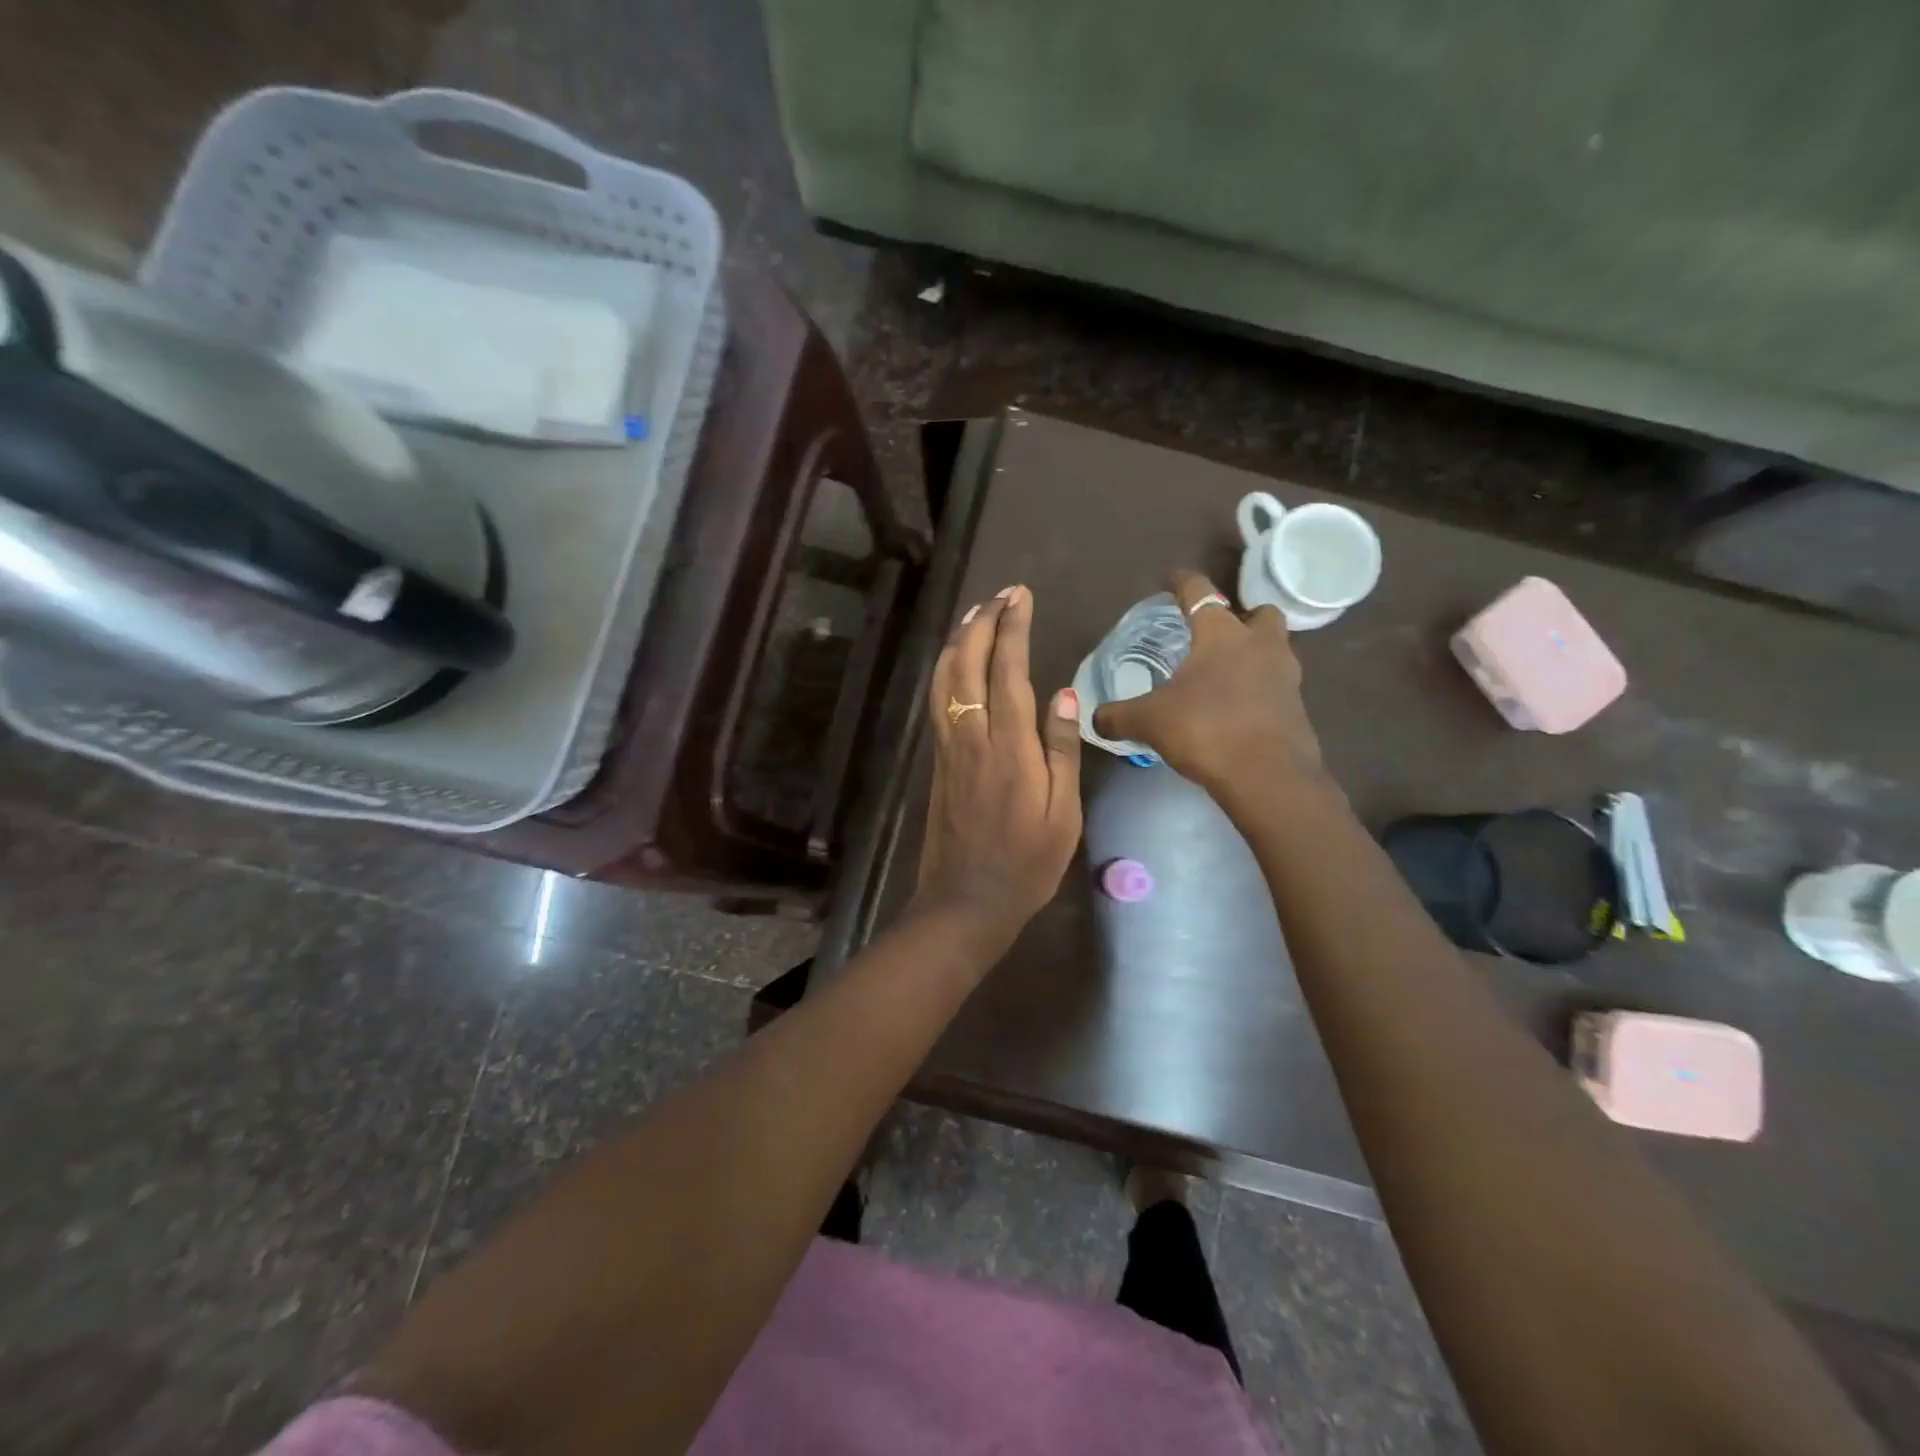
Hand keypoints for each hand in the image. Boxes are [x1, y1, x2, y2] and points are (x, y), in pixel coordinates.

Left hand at [915, 584, 1083, 949]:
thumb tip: (1064, 693)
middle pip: (968, 663)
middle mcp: (972, 735)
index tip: (1020, 597)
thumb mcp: (1062, 813)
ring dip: (958, 640)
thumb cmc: (1027, 862)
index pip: (1008, 669)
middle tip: (1001, 594)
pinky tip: (952, 662)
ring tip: (975, 613)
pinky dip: (944, 669)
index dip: (1012, 628)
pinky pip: (937, 700)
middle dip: (983, 622)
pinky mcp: (937, 759)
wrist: (967, 899)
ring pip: (944, 678)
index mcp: (1009, 746)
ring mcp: (949, 746)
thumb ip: (1061, 749)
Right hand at [1093, 570, 1324, 794]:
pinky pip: (1277, 686)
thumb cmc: (1206, 730)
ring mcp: (1286, 676)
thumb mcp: (1149, 722)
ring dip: (1254, 654)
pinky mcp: (1298, 708)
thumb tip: (1094, 718)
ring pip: (1274, 649)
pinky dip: (1259, 690)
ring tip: (1225, 675)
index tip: (1172, 579)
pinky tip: (1236, 709)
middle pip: (1260, 614)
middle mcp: (1260, 645)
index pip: (1201, 592)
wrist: (1268, 777)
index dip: (1183, 583)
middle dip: (1242, 617)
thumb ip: (1118, 716)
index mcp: (1222, 634)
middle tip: (1217, 635)